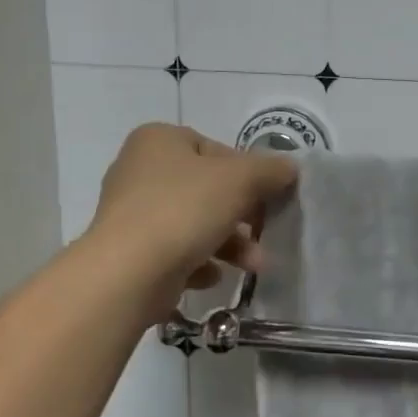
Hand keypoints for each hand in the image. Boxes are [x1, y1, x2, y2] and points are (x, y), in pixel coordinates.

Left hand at [83, 124, 299, 326]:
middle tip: (265, 232)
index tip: (266, 197)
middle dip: (242, 215)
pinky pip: (175, 252)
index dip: (247, 173)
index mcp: (159, 140)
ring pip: (194, 223)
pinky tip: (211, 276)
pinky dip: (199, 263)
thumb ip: (271, 170)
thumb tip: (290, 169)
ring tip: (253, 266)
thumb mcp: (241, 180)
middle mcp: (139, 170)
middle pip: (207, 189)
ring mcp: (131, 213)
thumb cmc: (184, 210)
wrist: (127, 273)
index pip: (216, 149)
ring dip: (230, 244)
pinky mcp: (130, 252)